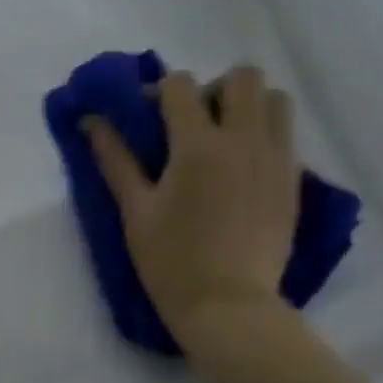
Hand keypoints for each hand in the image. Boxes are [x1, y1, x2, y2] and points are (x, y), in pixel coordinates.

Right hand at [85, 66, 298, 333]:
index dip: (158, 91)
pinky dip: (263, 134)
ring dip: (246, 105)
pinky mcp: (293, 181)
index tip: (146, 116)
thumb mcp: (134, 210)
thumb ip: (114, 159)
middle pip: (242, 77)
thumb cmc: (170, 260)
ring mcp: (276, 159)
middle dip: (213, 89)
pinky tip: (239, 168)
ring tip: (223, 138)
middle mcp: (244, 140)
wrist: (228, 305)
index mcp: (198, 146)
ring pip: (274, 99)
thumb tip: (90, 121)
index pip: (181, 85)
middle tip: (193, 122)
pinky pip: (285, 134)